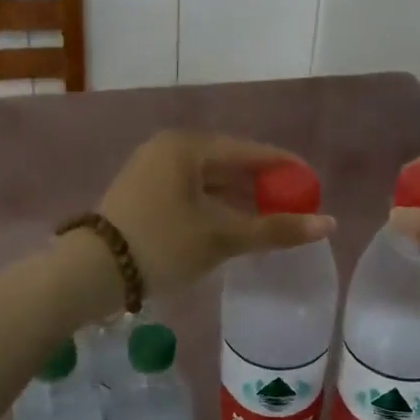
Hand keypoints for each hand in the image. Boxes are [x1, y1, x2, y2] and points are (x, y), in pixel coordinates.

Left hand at [97, 131, 334, 298]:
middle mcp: (168, 148)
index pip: (250, 151)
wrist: (90, 273)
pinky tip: (230, 227)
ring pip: (208, 180)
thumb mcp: (222, 237)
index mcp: (187, 146)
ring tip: (266, 221)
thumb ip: (275, 229)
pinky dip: (213, 207)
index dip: (284, 167)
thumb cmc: (162, 245)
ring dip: (238, 199)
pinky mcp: (141, 193)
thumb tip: (329, 224)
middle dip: (261, 186)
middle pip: (228, 163)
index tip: (312, 185)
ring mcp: (150, 170)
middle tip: (291, 207)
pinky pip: (190, 192)